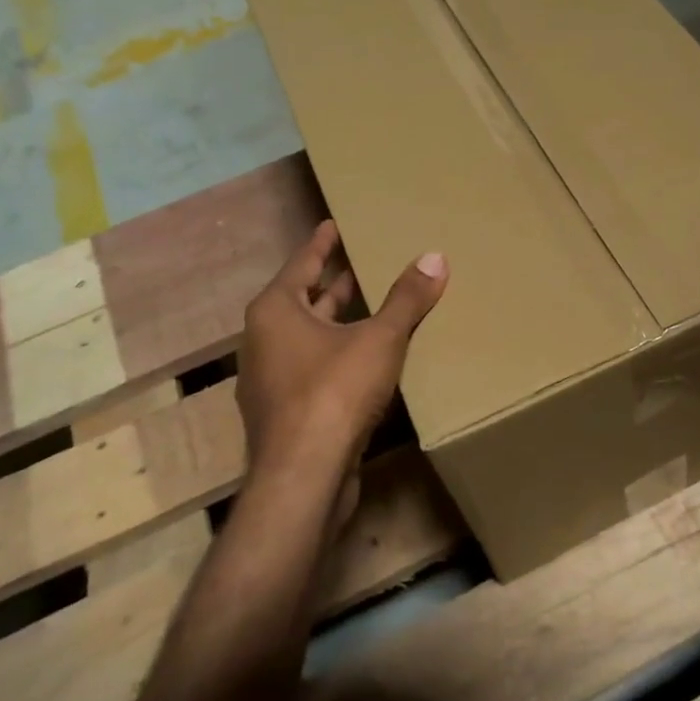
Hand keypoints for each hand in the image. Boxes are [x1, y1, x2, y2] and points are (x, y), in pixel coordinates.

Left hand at [236, 220, 448, 481]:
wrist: (303, 476)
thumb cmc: (334, 392)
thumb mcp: (380, 339)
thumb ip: (407, 299)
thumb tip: (435, 257)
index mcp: (276, 311)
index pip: (302, 263)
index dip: (322, 243)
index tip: (334, 224)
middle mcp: (264, 340)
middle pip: (304, 301)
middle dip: (334, 283)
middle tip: (363, 261)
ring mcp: (270, 381)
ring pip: (309, 338)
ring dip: (337, 322)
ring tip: (371, 308)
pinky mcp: (285, 414)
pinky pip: (313, 370)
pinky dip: (337, 356)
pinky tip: (366, 361)